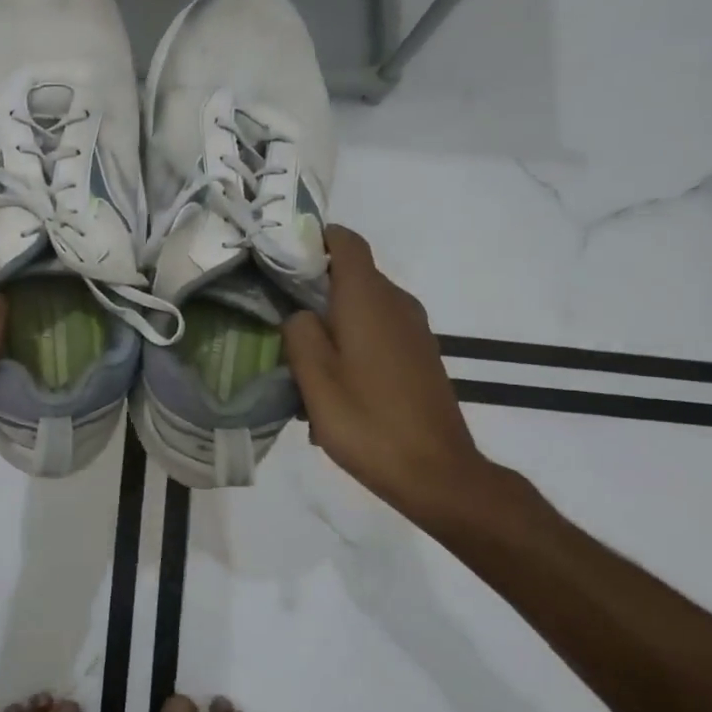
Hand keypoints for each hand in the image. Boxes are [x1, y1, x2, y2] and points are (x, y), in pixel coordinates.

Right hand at [283, 226, 494, 523]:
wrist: (436, 472)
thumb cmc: (367, 421)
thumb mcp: (315, 378)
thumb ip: (299, 333)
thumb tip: (300, 314)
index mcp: (369, 299)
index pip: (346, 241)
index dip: (314, 239)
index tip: (281, 257)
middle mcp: (397, 303)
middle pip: (353, 274)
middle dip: (314, 286)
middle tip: (276, 312)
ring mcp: (414, 331)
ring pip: (365, 306)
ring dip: (333, 320)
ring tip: (302, 356)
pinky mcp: (421, 356)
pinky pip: (380, 332)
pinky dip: (354, 342)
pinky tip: (335, 383)